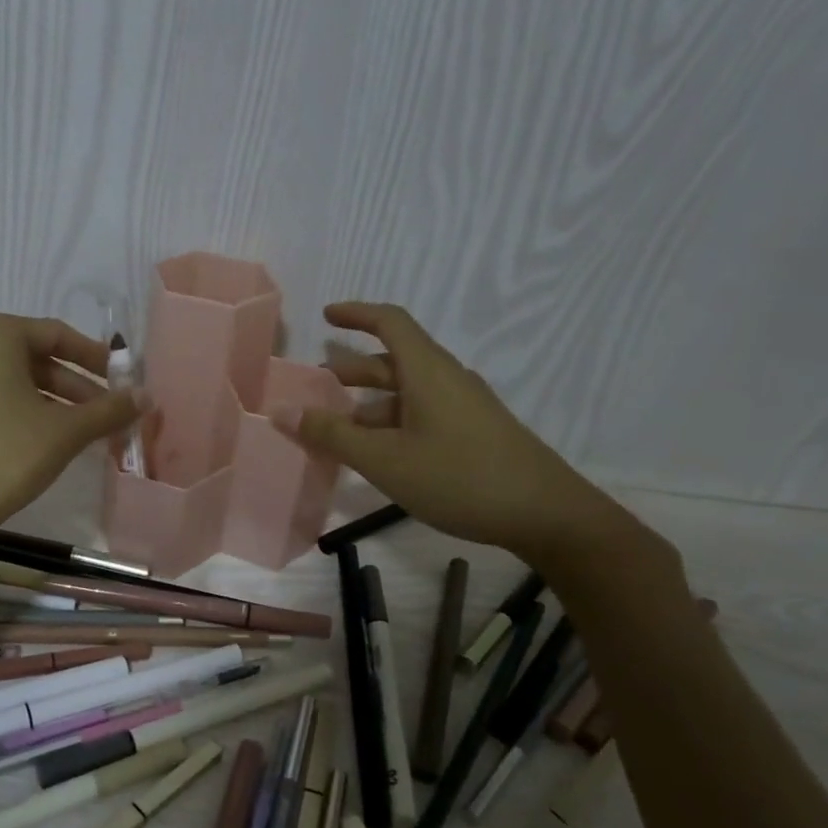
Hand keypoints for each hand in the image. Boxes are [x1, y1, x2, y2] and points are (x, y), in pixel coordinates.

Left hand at [0, 309, 140, 547]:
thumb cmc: (4, 459)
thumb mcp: (65, 433)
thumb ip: (108, 410)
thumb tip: (145, 397)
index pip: (55, 335)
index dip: (93, 358)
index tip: (116, 381)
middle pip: (22, 359)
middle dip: (64, 386)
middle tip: (94, 415)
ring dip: (29, 401)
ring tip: (55, 434)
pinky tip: (4, 447)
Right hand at [277, 302, 626, 563]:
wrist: (545, 513)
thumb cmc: (458, 477)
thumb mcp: (384, 459)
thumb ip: (332, 435)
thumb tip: (282, 410)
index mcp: (428, 371)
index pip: (391, 322)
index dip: (357, 314)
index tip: (327, 315)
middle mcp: (448, 380)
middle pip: (396, 359)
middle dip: (354, 369)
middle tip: (318, 385)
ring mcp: (465, 407)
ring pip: (409, 392)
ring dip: (371, 402)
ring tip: (339, 427)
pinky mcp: (475, 433)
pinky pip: (424, 414)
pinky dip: (393, 422)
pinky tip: (380, 454)